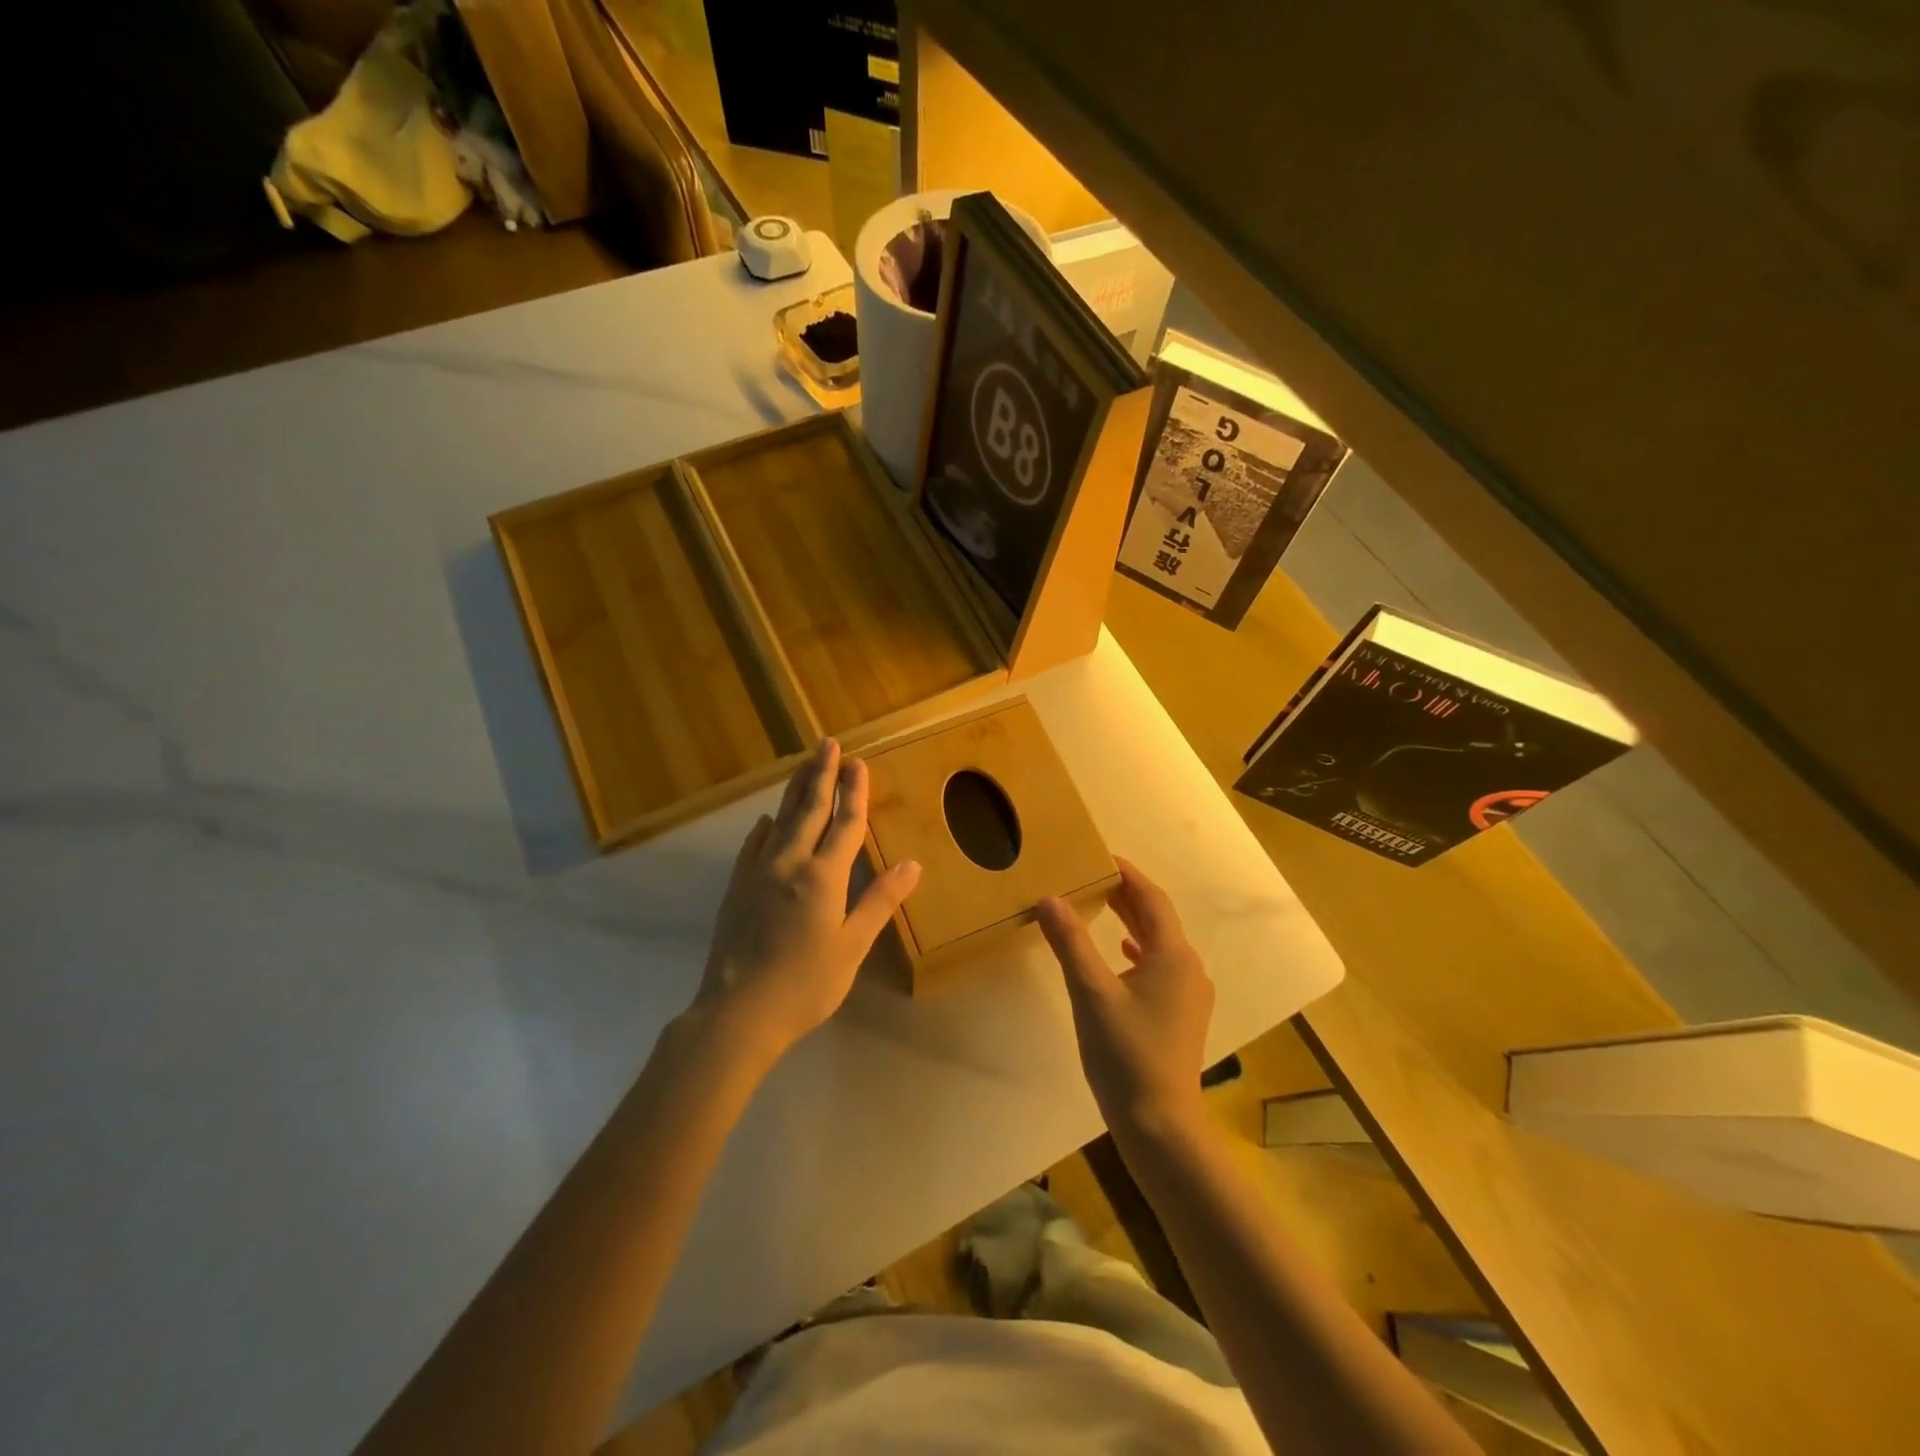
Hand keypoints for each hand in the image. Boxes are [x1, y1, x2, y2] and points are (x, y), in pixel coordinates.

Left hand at [694, 740, 920, 1063]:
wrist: (737, 1013)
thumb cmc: (805, 984)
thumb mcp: (852, 946)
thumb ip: (879, 901)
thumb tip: (912, 864)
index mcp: (823, 876)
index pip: (845, 823)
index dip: (854, 792)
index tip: (858, 763)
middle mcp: (790, 863)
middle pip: (809, 810)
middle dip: (821, 775)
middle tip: (828, 744)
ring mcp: (758, 873)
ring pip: (780, 820)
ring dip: (794, 790)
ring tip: (804, 764)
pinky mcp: (737, 889)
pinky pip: (753, 846)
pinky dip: (764, 828)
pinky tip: (765, 821)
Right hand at [1036, 858, 1213, 1139]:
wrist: (1160, 1124)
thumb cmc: (1125, 1053)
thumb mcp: (1091, 992)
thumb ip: (1071, 942)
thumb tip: (1050, 898)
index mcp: (1173, 955)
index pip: (1151, 898)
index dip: (1127, 874)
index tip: (1100, 856)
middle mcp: (1188, 968)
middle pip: (1157, 919)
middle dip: (1127, 895)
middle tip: (1092, 876)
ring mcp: (1188, 995)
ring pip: (1158, 944)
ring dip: (1131, 922)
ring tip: (1101, 905)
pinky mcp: (1181, 1016)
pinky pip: (1159, 967)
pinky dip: (1138, 951)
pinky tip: (1121, 955)